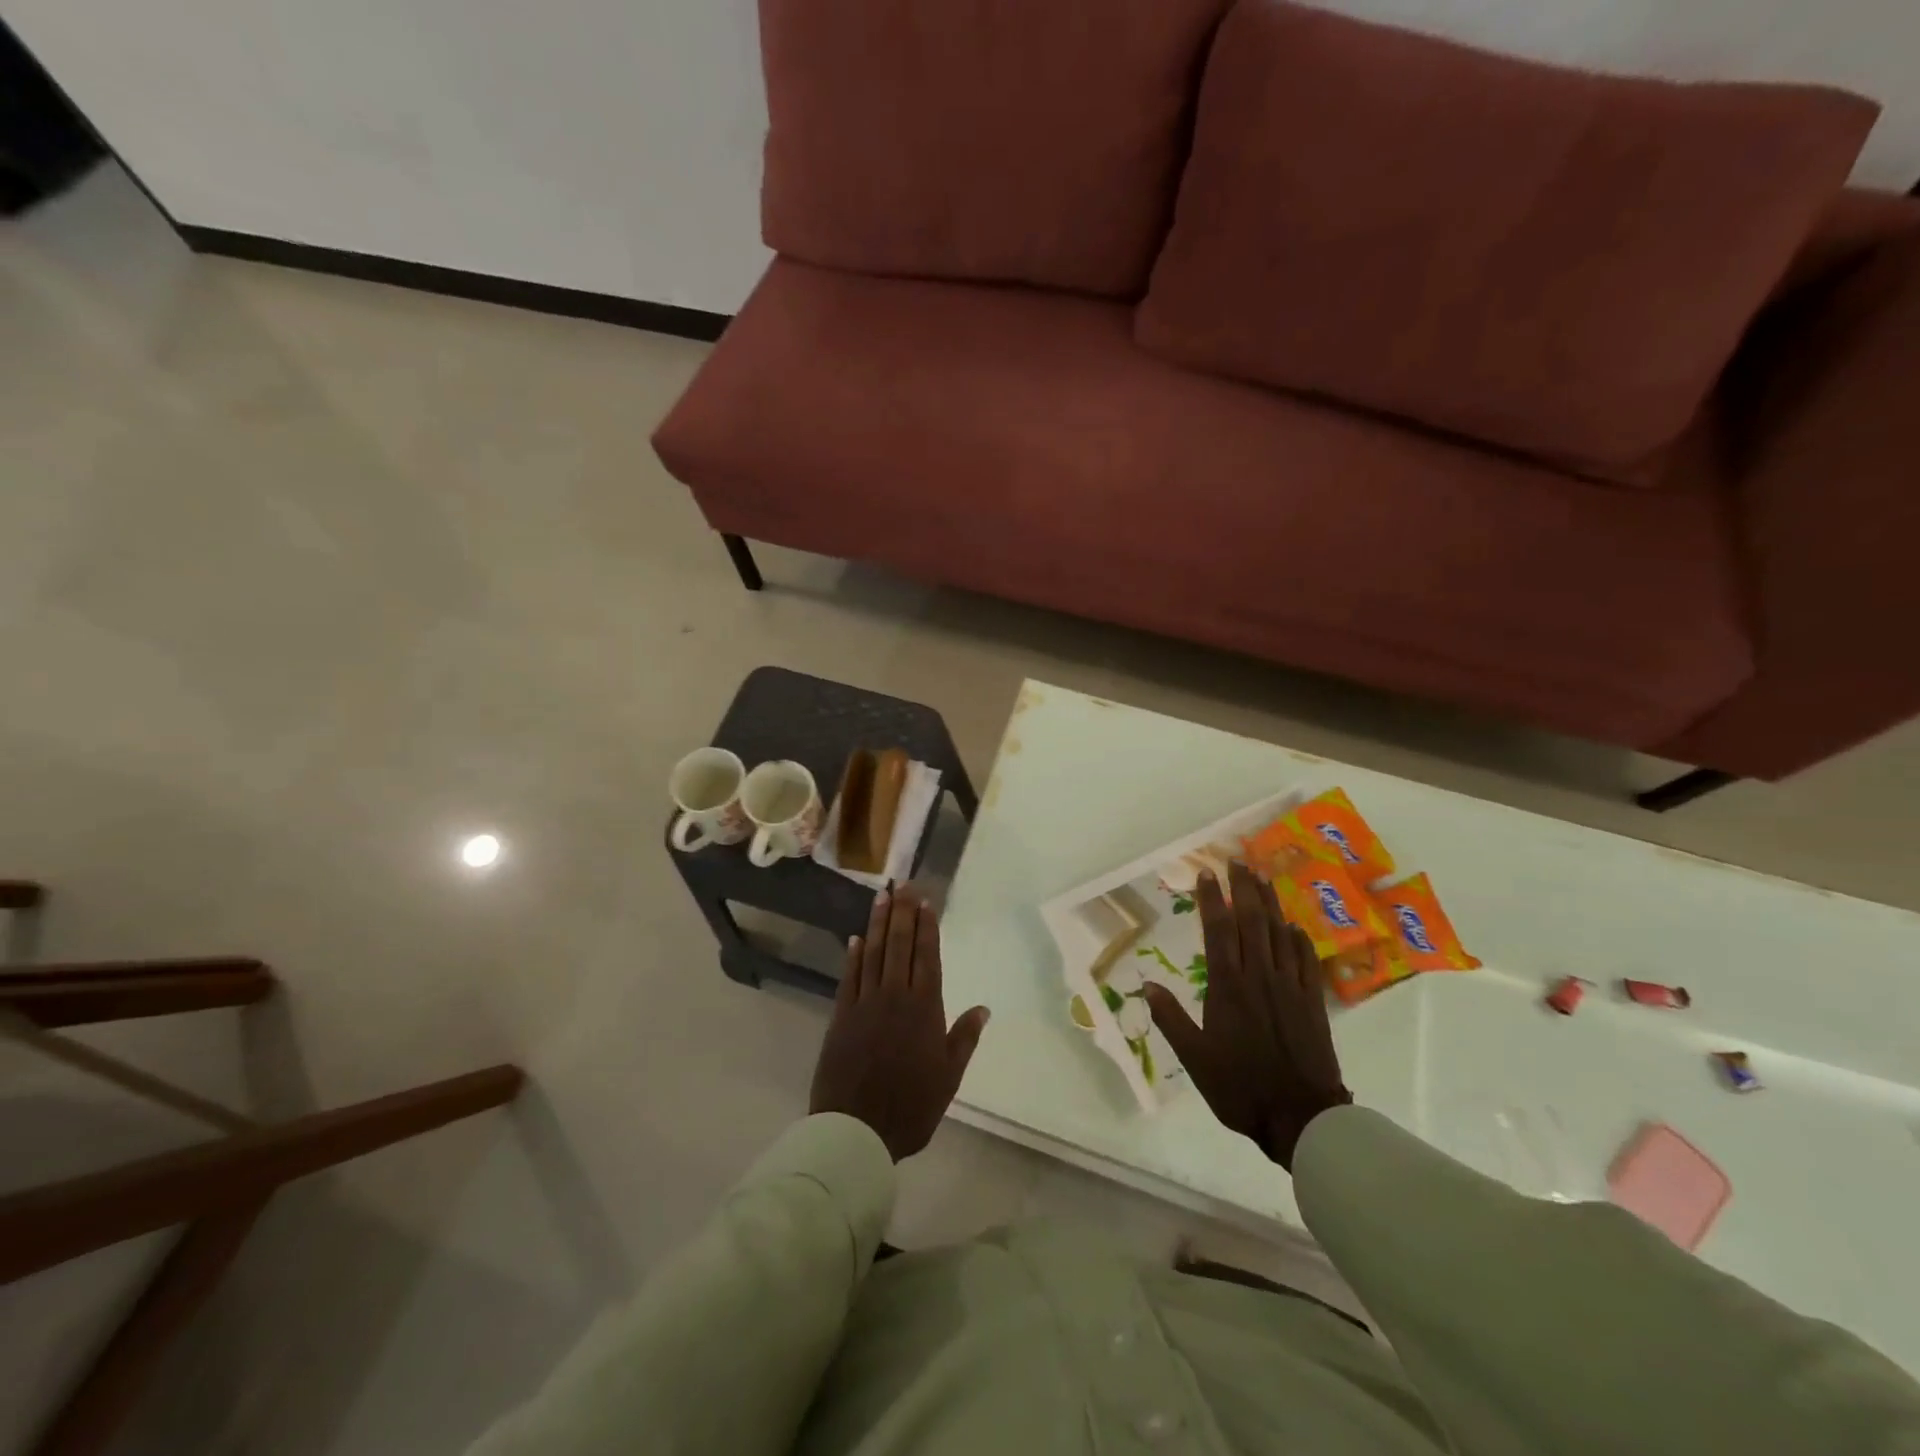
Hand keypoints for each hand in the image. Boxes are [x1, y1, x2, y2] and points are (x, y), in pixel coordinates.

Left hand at [810, 885, 990, 1161]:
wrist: (857, 1129)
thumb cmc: (911, 1106)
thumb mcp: (949, 1077)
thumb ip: (964, 1039)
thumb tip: (983, 1008)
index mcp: (924, 1009)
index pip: (926, 957)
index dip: (926, 927)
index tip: (926, 902)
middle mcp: (894, 997)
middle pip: (899, 946)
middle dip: (903, 913)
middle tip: (904, 885)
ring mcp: (865, 1004)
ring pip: (873, 954)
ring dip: (878, 924)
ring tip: (882, 897)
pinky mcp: (841, 1016)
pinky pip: (849, 977)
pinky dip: (854, 956)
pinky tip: (856, 938)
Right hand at [1143, 862, 1351, 1169]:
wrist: (1301, 1117)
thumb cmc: (1239, 1087)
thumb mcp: (1194, 1058)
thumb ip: (1171, 1018)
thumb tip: (1146, 984)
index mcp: (1228, 986)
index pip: (1218, 930)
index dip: (1212, 899)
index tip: (1207, 873)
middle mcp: (1259, 976)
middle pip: (1252, 921)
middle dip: (1245, 888)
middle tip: (1239, 861)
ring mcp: (1290, 986)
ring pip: (1280, 933)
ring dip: (1272, 903)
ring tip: (1265, 878)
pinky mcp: (1312, 1002)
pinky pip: (1306, 960)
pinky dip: (1299, 939)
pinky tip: (1295, 926)